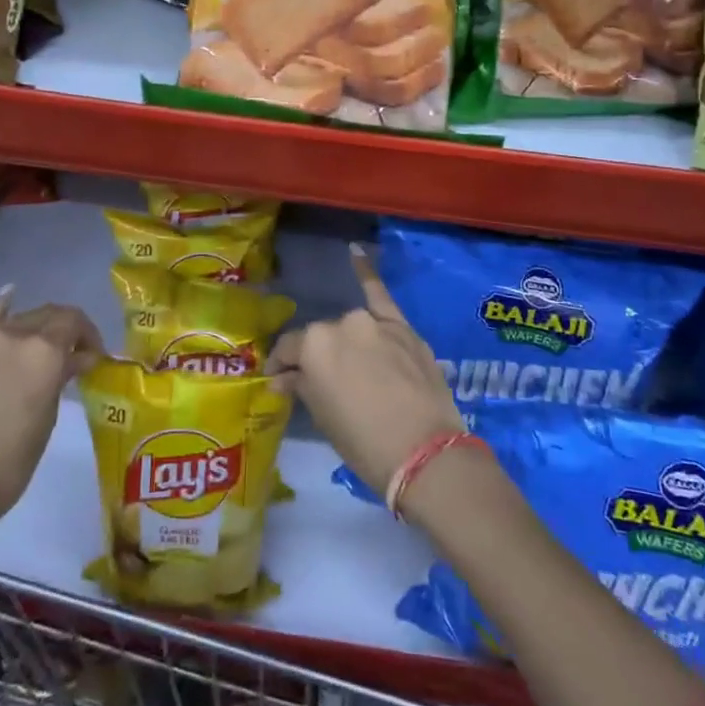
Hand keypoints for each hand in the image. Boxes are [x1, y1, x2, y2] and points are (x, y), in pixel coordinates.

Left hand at [0, 290, 101, 532]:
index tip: (94, 356)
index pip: (74, 321)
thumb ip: (62, 378)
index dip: (89, 334)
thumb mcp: (47, 418)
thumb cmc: (10, 463)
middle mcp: (13, 335)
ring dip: (37, 329)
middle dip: (66, 330)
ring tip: (43, 350)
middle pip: (48, 315)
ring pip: (19, 320)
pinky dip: (1, 310)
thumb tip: (77, 359)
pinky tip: (8, 296)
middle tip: (75, 355)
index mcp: (43, 350)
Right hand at [268, 244, 463, 501]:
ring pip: (351, 327)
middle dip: (317, 357)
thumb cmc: (364, 442)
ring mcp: (376, 322)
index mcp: (314, 344)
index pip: (289, 349)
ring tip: (347, 363)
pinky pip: (381, 295)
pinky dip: (366, 274)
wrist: (426, 453)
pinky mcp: (404, 328)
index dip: (281, 366)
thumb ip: (302, 386)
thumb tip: (283, 378)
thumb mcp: (323, 417)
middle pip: (322, 338)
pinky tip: (355, 253)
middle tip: (320, 382)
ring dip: (345, 342)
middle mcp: (342, 323)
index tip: (278, 380)